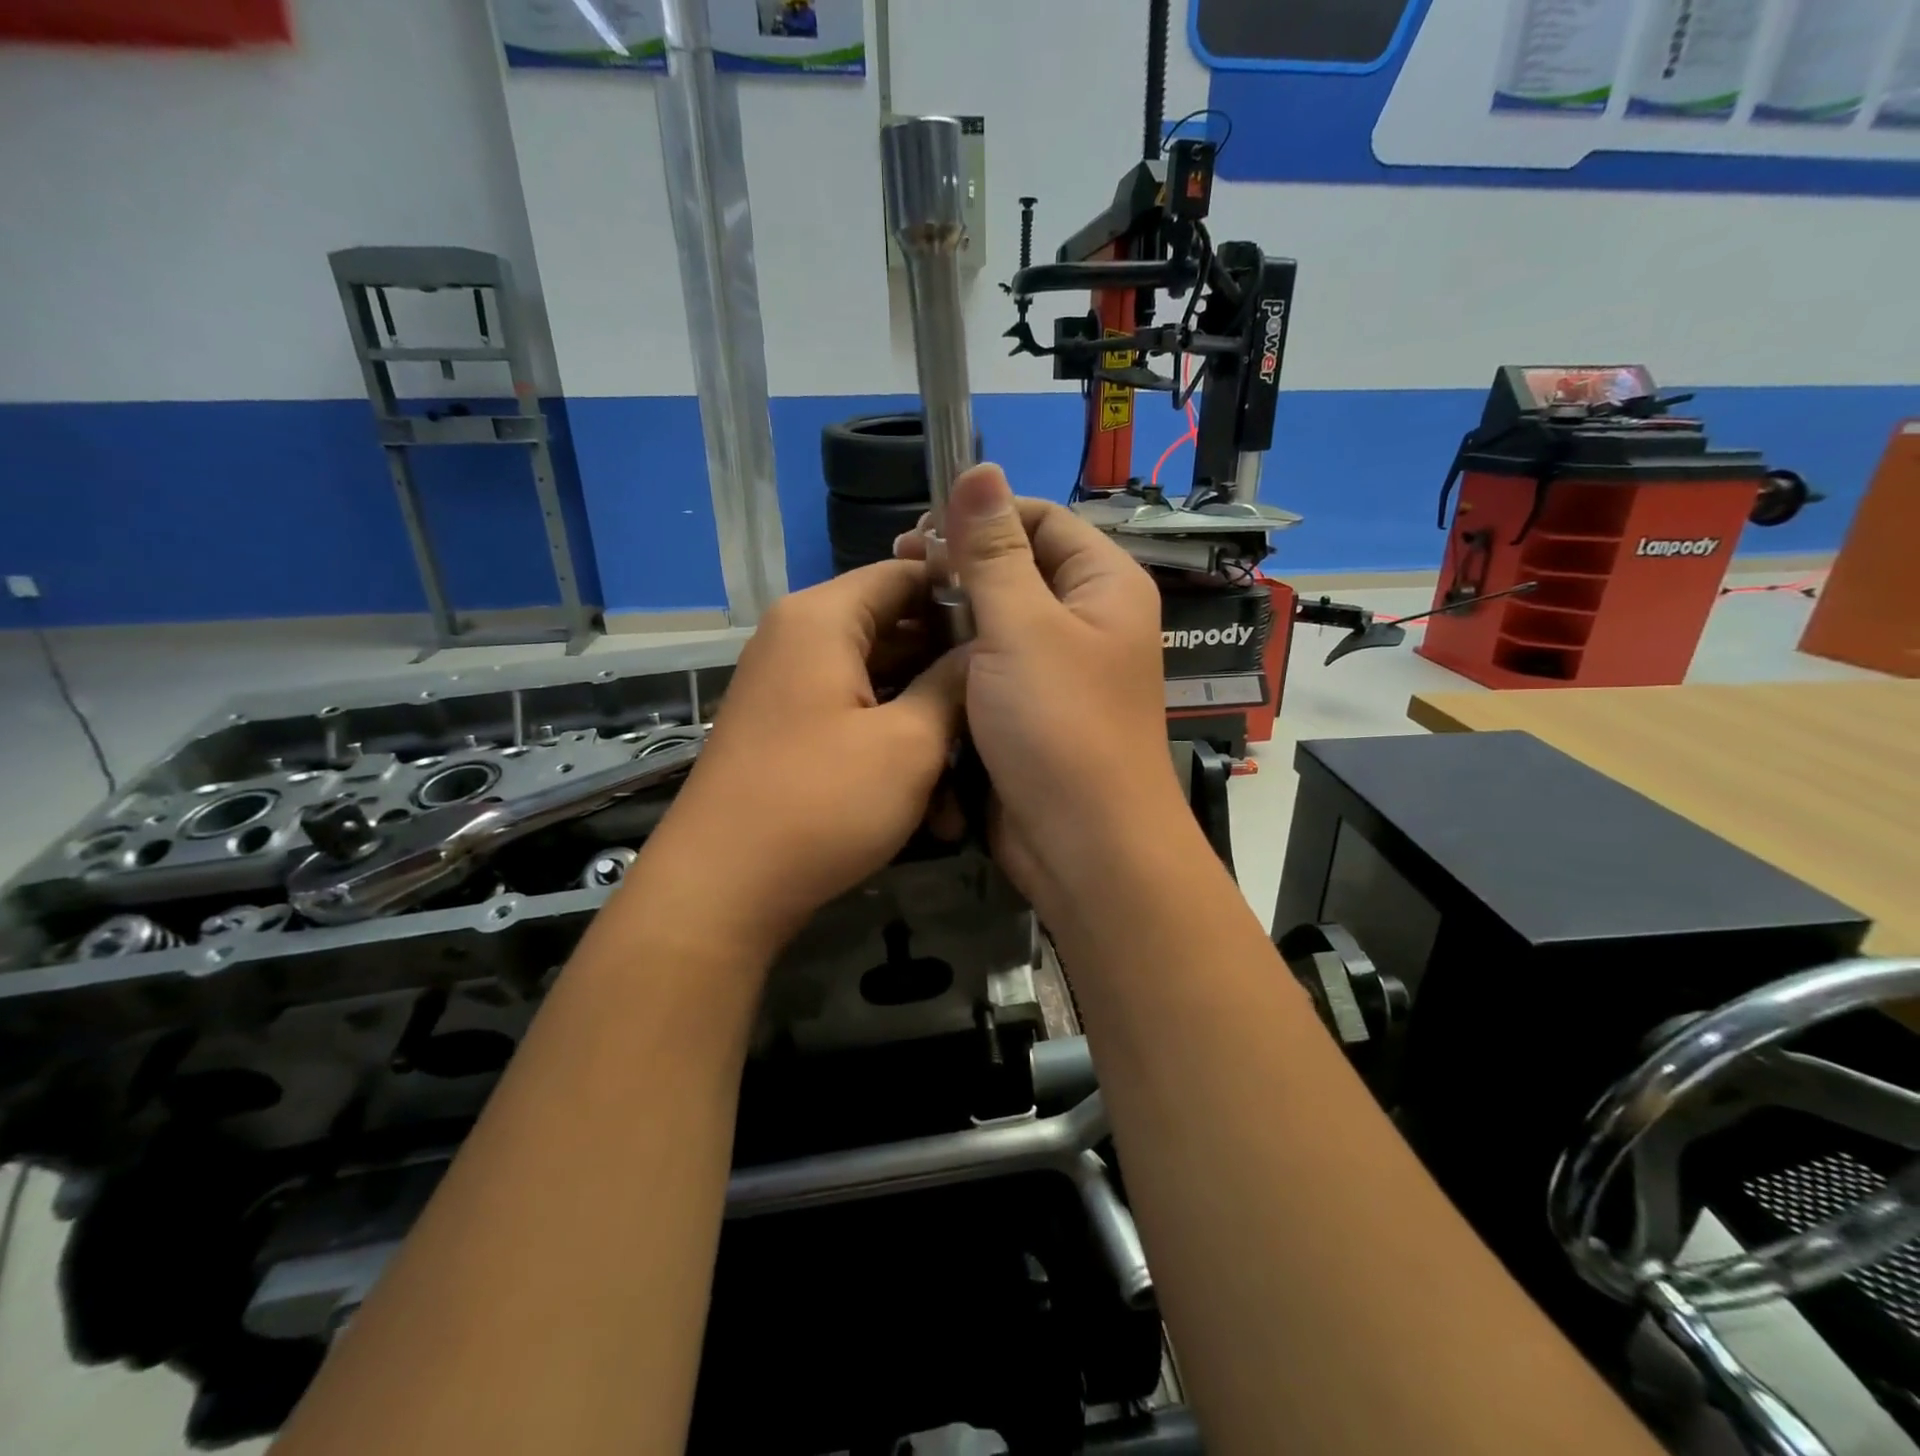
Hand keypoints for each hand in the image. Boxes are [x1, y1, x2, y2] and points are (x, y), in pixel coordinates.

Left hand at [644, 560, 965, 957]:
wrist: (722, 889)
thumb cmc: (822, 802)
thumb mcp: (909, 743)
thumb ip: (953, 685)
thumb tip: (985, 650)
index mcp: (822, 618)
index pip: (906, 572)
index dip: (963, 594)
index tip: (1012, 630)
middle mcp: (800, 640)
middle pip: (896, 630)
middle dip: (950, 674)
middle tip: (1004, 709)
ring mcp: (792, 689)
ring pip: (882, 685)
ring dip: (928, 728)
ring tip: (971, 783)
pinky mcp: (791, 733)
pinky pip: (856, 720)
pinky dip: (893, 751)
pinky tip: (934, 809)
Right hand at [896, 465, 1187, 914]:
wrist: (1083, 846)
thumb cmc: (1059, 726)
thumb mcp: (1021, 627)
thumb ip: (993, 550)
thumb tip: (979, 467)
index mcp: (1104, 585)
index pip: (1041, 520)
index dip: (982, 517)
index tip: (919, 533)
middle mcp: (1087, 620)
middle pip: (1017, 569)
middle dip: (960, 568)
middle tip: (899, 574)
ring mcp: (1058, 670)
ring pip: (997, 622)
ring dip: (952, 618)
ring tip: (898, 619)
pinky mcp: (1031, 711)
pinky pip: (990, 668)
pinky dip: (956, 661)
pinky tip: (913, 662)